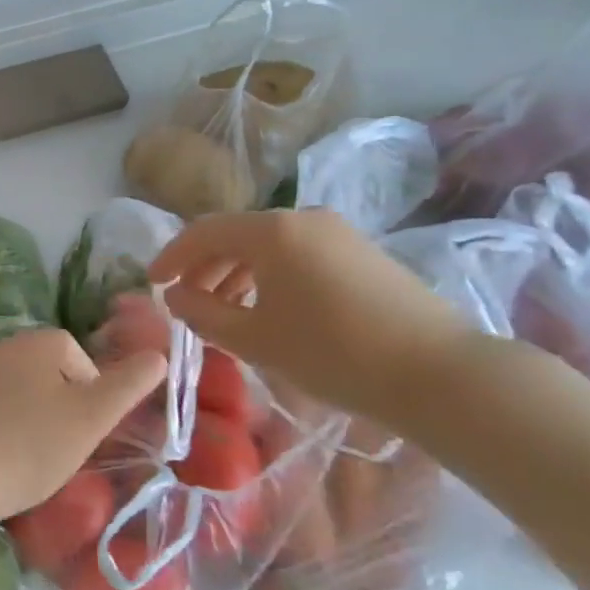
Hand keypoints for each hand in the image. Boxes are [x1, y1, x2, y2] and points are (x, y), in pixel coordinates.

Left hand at [0, 329, 166, 524]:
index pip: (78, 357)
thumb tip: (159, 354)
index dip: (89, 395)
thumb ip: (128, 385)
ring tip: (25, 460)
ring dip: (25, 419)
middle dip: (57, 407)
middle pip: (45, 374)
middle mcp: (0, 347)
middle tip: (58, 449)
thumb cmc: (28, 446)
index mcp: (37, 343)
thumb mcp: (91, 418)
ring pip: (13, 393)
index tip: (85, 432)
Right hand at [148, 210, 475, 426]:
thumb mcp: (255, 339)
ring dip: (236, 272)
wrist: (437, 372)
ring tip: (223, 310)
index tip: (152, 282)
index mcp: (272, 231)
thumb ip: (204, 313)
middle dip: (204, 266)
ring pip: (269, 245)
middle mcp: (302, 218)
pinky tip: (269, 309)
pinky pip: (298, 254)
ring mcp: (337, 232)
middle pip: (236, 235)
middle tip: (185, 300)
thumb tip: (174, 295)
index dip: (172, 256)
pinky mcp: (361, 252)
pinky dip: (270, 275)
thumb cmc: (333, 353)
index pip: (204, 232)